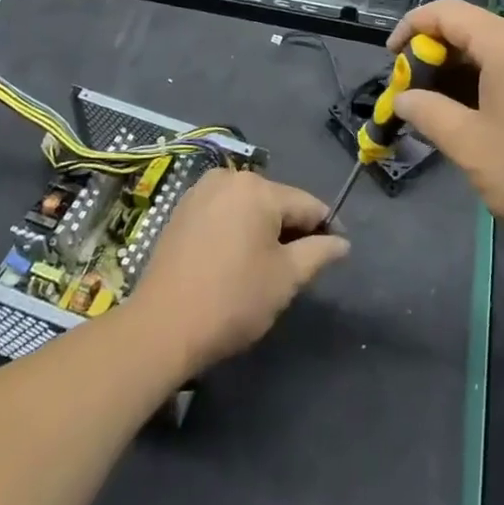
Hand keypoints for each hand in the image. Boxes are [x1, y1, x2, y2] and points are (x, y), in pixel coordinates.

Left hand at [130, 169, 349, 376]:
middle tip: (297, 268)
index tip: (336, 252)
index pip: (306, 204)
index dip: (326, 228)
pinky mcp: (181, 210)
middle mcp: (229, 177)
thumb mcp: (285, 279)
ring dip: (262, 230)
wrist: (161, 327)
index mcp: (259, 188)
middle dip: (291, 230)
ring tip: (265, 268)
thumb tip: (342, 242)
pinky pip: (223, 213)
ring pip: (248, 207)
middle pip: (276, 202)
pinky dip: (235, 230)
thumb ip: (319, 253)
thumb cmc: (232, 300)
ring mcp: (201, 191)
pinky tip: (234, 261)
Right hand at [389, 0, 503, 256]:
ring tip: (438, 109)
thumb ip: (429, 114)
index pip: (446, 12)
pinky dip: (487, 80)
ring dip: (460, 72)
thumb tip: (403, 99)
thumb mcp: (471, 147)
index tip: (390, 60)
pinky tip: (478, 115)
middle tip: (411, 94)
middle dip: (434, 56)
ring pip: (494, 48)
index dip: (411, 28)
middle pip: (471, 28)